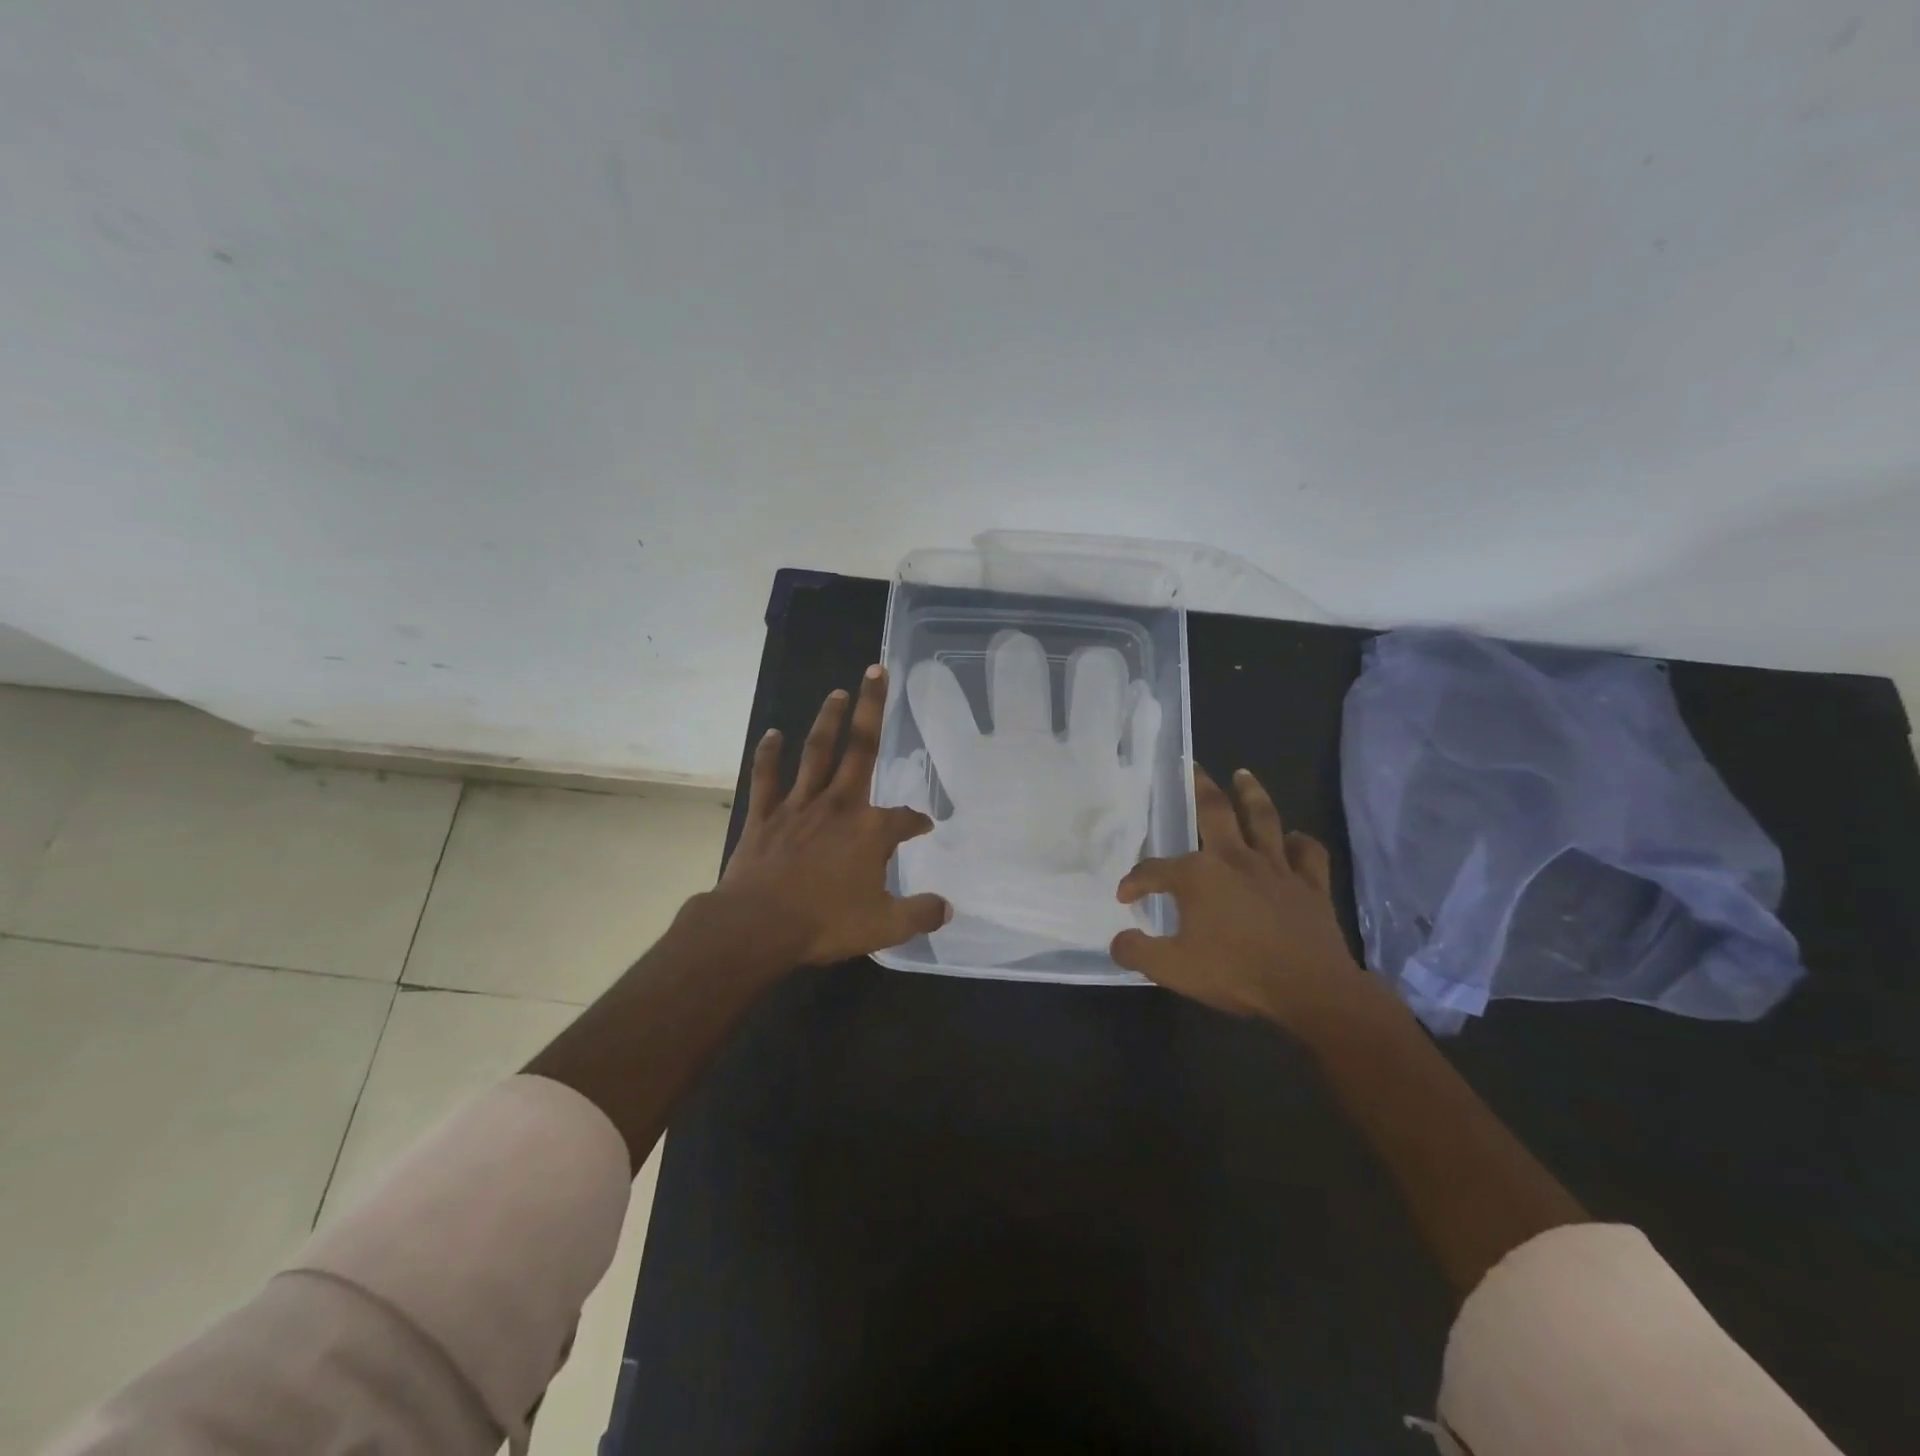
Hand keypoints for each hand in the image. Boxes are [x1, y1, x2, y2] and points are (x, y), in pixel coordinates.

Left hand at [719, 664, 951, 965]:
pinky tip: (773, 733)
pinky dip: (769, 755)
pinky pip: (767, 778)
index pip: (904, 819)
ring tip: (838, 691)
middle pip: (861, 749)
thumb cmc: (824, 923)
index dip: (916, 822)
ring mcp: (798, 806)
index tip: (924, 825)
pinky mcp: (765, 815)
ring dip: (828, 719)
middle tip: (877, 670)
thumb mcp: (884, 926)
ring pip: (816, 752)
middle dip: (872, 709)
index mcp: (869, 831)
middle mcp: (838, 805)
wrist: (757, 926)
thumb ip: (919, 914)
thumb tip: (948, 907)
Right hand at [1111, 766, 1386, 1031]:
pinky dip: (1300, 842)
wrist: (1309, 990)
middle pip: (1214, 812)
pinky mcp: (1310, 885)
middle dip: (1200, 787)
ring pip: (1263, 819)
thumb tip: (1118, 940)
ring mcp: (1276, 868)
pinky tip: (1293, 839)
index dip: (1135, 882)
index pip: (1154, 870)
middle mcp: (1235, 858)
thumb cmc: (1235, 973)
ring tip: (1243, 775)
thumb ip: (1138, 952)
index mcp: (1198, 875)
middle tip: (1193, 767)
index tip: (1126, 898)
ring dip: (1252, 794)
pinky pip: (1307, 853)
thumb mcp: (1172, 969)